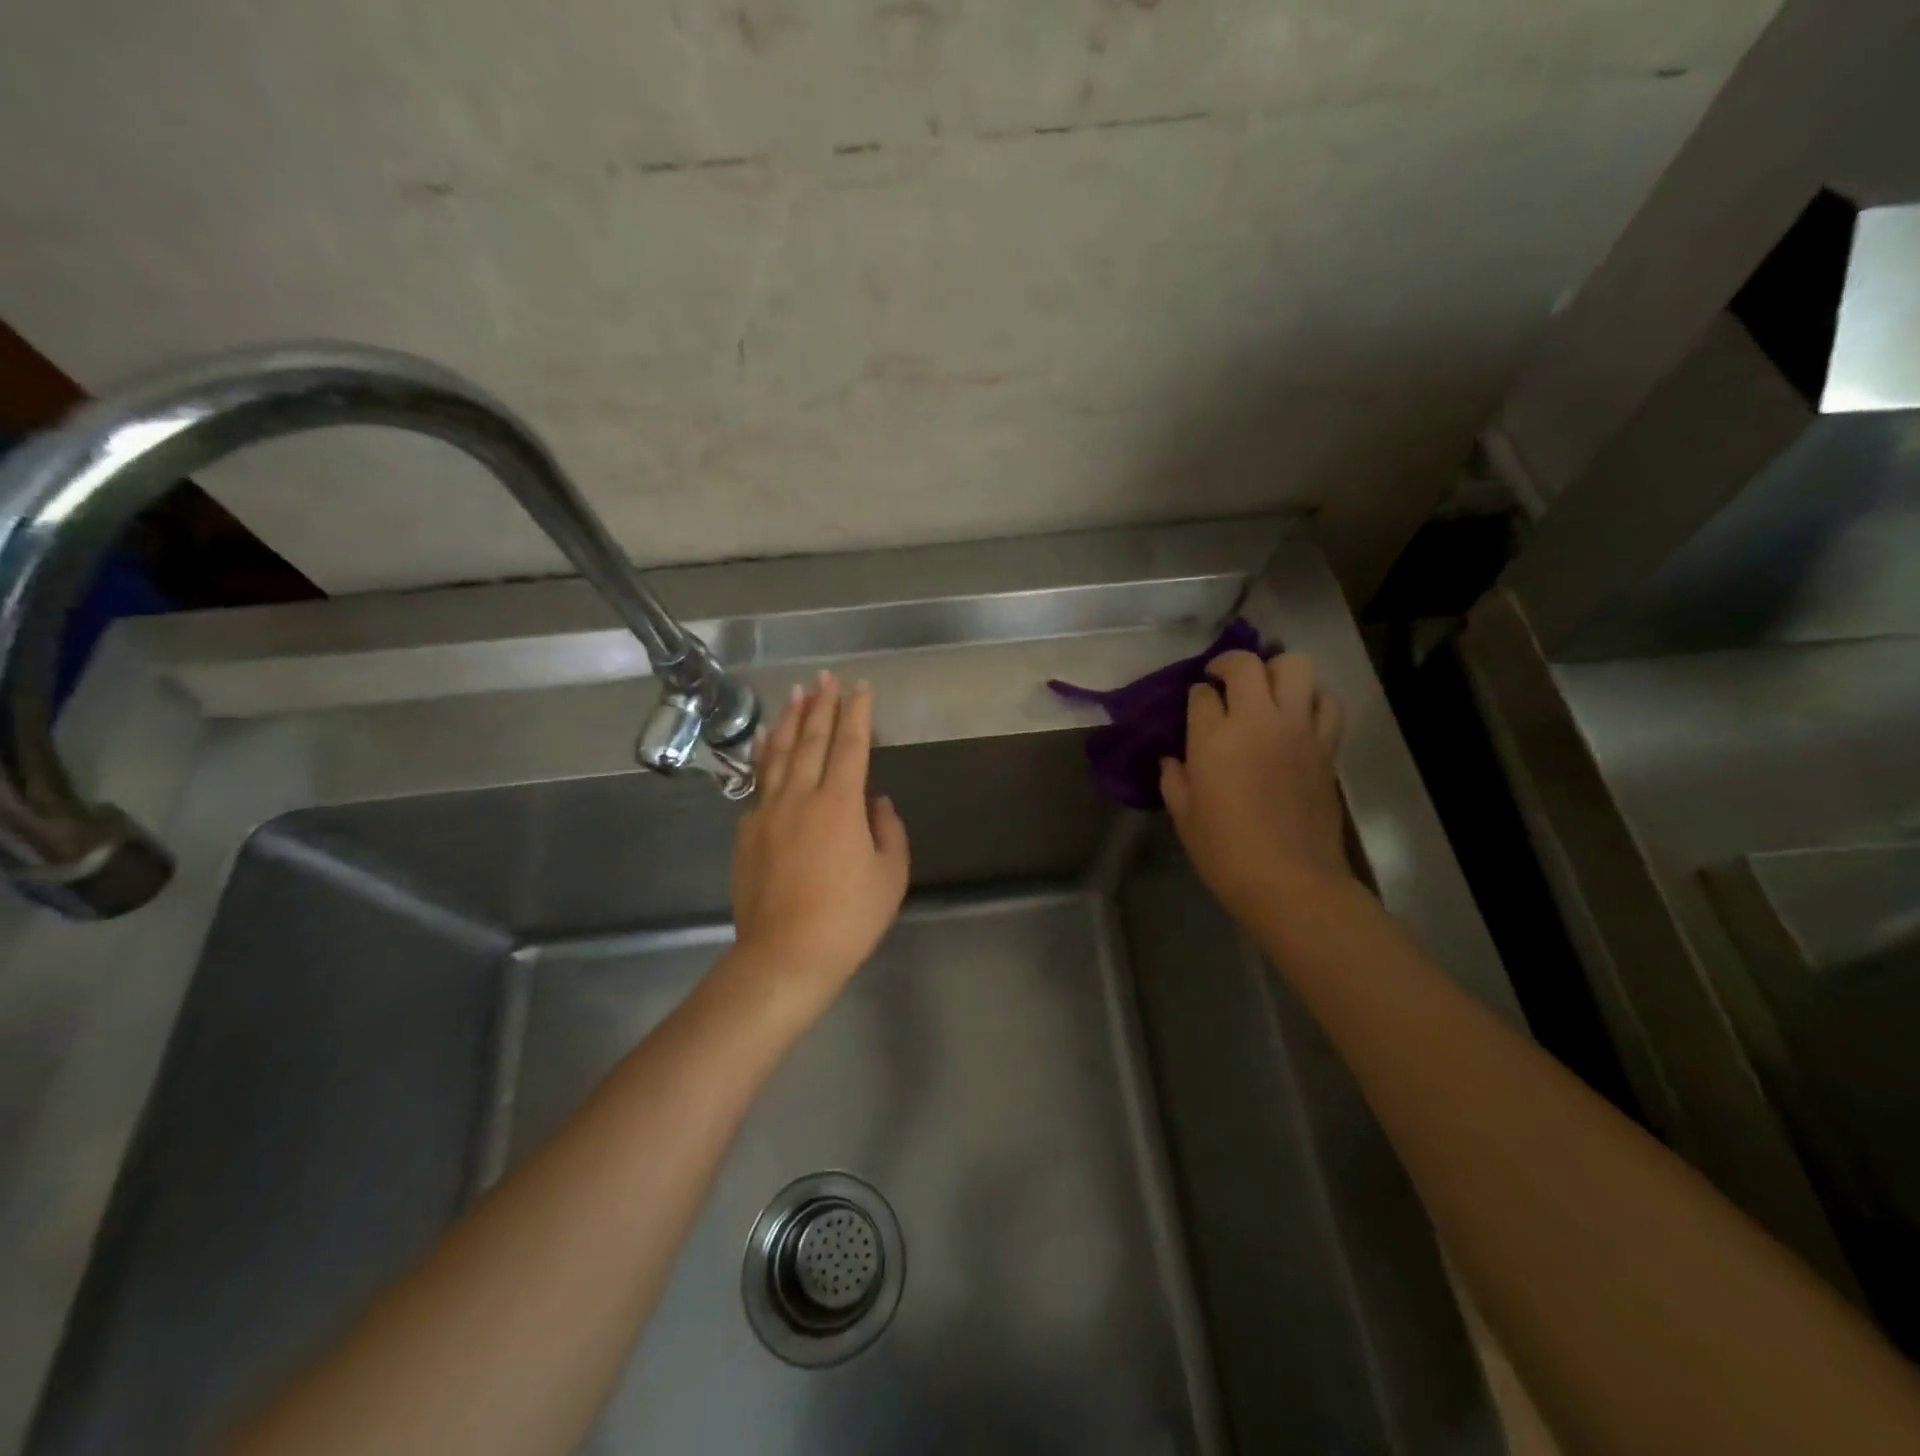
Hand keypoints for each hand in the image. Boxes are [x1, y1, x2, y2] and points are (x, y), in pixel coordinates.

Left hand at [728, 672, 909, 1010]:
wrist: (785, 955)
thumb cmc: (849, 918)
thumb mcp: (890, 875)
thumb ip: (887, 830)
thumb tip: (874, 801)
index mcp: (840, 804)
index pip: (851, 745)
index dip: (857, 713)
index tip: (859, 687)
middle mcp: (801, 797)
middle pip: (811, 740)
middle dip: (821, 705)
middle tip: (825, 676)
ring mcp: (768, 812)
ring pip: (777, 754)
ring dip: (788, 720)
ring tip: (795, 694)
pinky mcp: (747, 832)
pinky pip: (757, 781)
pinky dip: (763, 756)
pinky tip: (763, 743)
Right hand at [1159, 650, 1349, 922]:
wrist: (1291, 881)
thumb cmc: (1226, 852)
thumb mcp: (1184, 816)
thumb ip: (1174, 778)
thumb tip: (1175, 759)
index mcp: (1215, 738)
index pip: (1202, 694)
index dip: (1195, 698)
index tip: (1194, 710)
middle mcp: (1258, 721)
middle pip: (1247, 664)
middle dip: (1228, 665)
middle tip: (1221, 681)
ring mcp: (1299, 729)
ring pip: (1295, 666)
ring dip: (1276, 671)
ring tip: (1265, 690)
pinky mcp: (1327, 744)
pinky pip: (1327, 701)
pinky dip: (1313, 697)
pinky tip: (1299, 714)